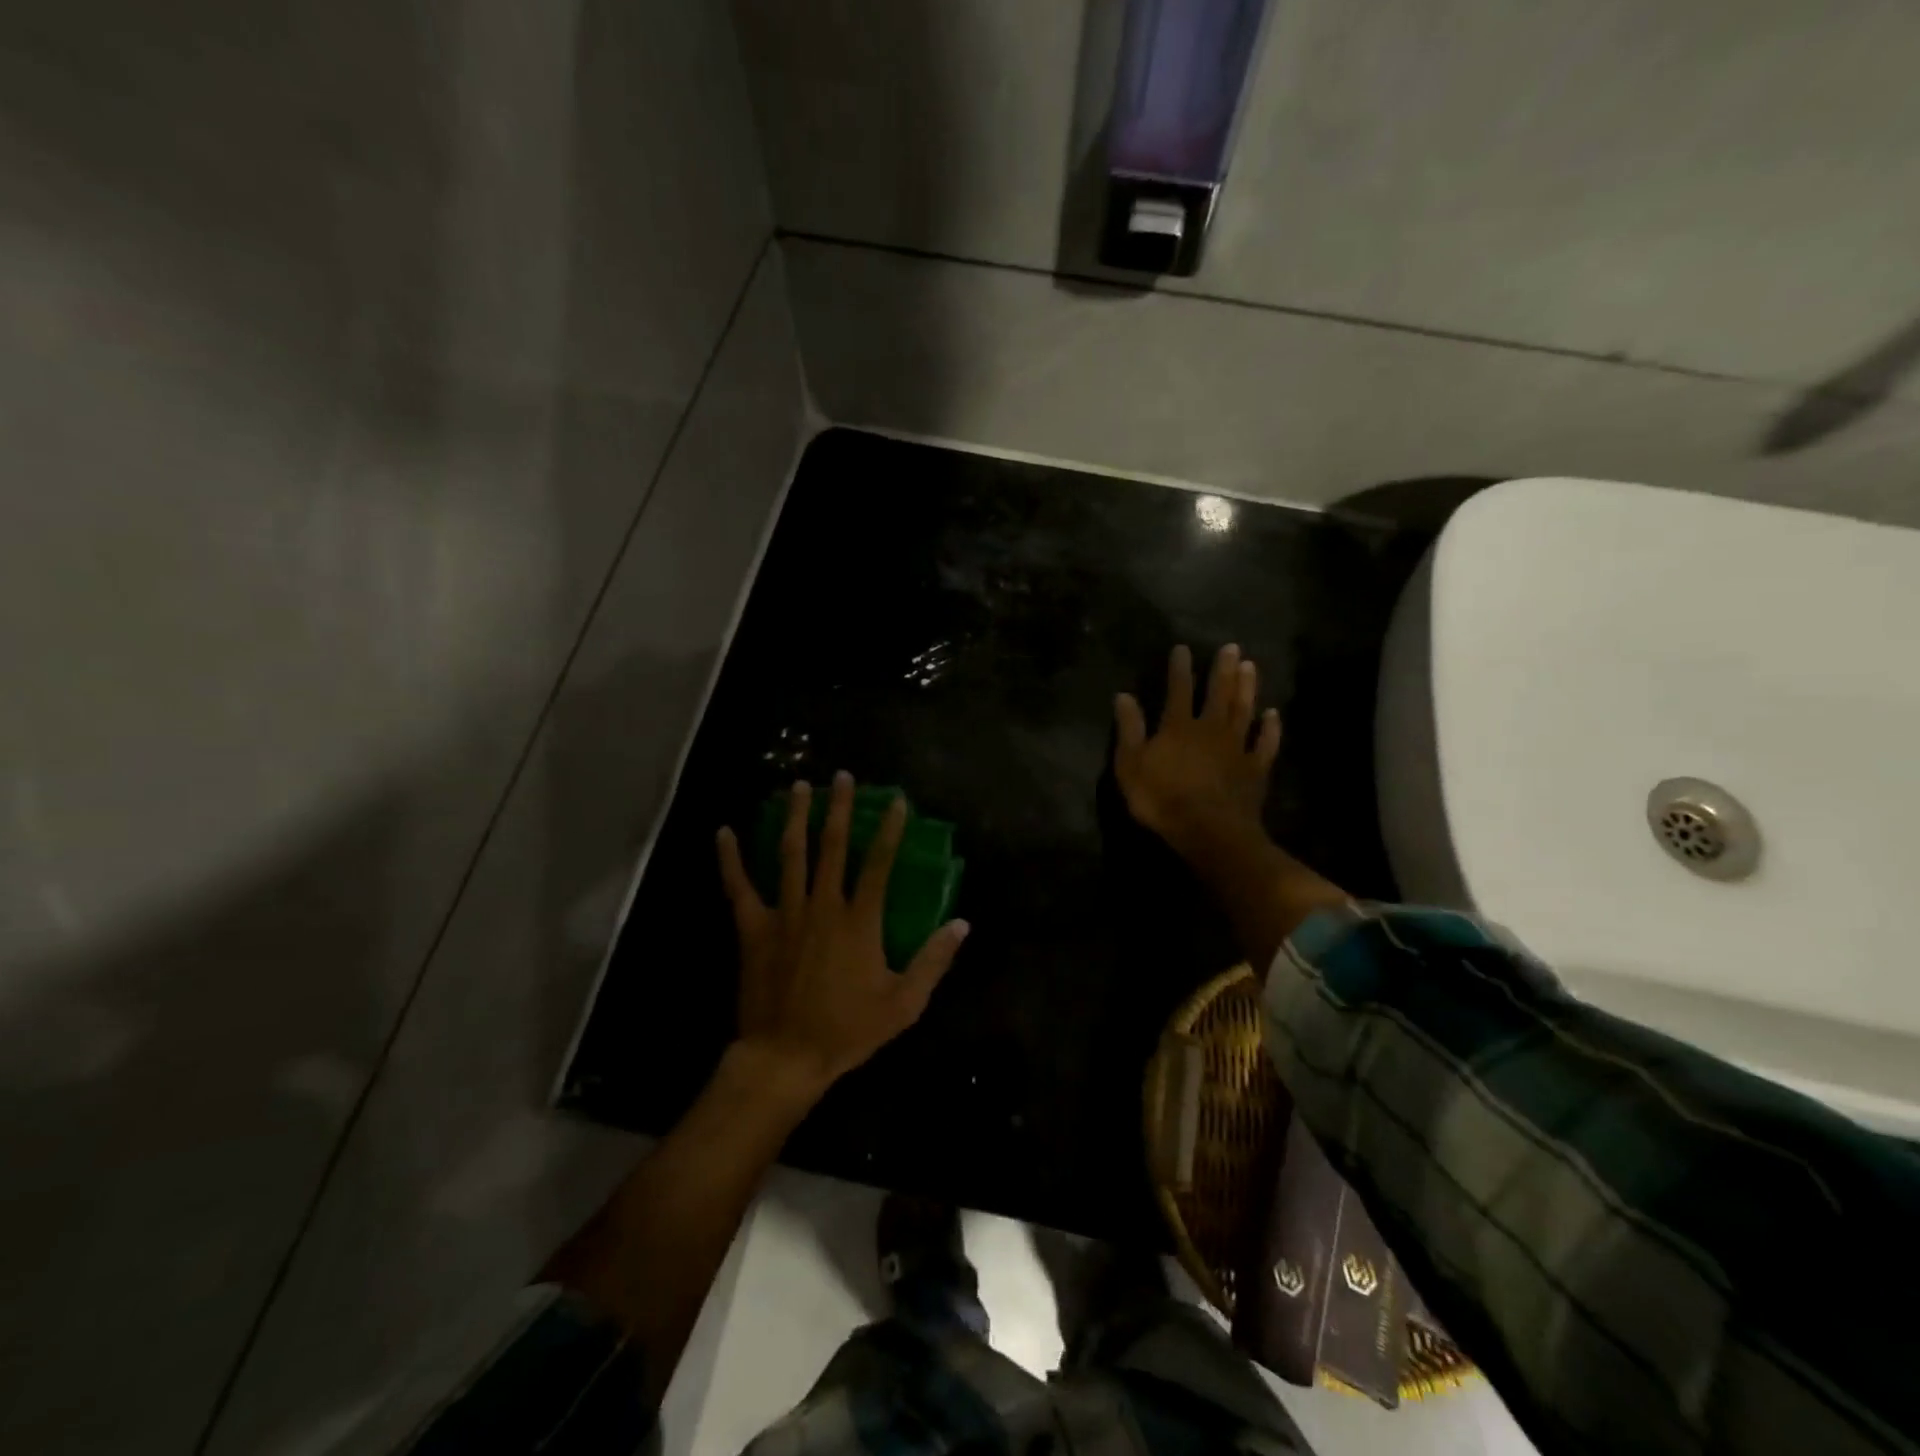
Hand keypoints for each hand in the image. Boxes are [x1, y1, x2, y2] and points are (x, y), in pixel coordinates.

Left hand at [715, 772, 969, 1101]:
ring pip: (790, 855)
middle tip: (842, 776)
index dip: (889, 830)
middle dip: (839, 808)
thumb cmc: (848, 1030)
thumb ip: (933, 960)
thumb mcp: (904, 1003)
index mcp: (859, 921)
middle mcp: (822, 906)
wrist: (786, 1056)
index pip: (878, 864)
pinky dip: (730, 859)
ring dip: (796, 818)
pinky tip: (724, 831)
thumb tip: (962, 923)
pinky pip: (739, 887)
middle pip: (832, 847)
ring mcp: (784, 914)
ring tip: (799, 786)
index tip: (896, 801)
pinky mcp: (753, 928)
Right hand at [1114, 643, 1281, 860]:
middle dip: (1223, 669)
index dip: (1180, 669)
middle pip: (1218, 694)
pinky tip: (1273, 715)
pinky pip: (1265, 744)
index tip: (1183, 648)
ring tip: (1251, 666)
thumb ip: (1130, 729)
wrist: (1208, 831)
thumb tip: (1123, 695)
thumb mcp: (1130, 765)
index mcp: (1178, 727)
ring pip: (1244, 711)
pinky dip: (1270, 729)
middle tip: (1231, 647)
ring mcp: (1237, 748)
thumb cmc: (1162, 799)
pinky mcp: (1255, 769)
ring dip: (1247, 688)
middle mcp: (1210, 730)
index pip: (1178, 690)